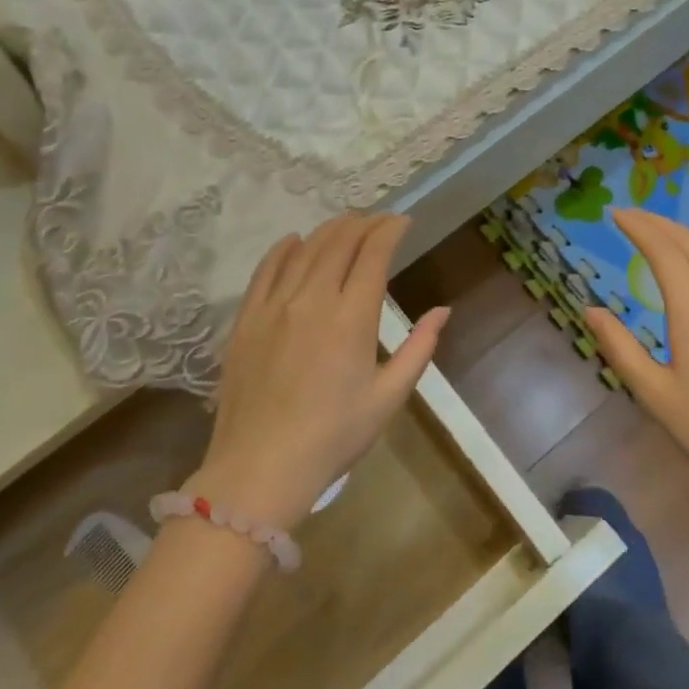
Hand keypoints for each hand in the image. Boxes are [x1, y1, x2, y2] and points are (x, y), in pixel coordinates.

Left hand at [188, 215, 447, 533]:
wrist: (261, 467)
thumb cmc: (334, 437)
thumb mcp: (389, 397)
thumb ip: (419, 348)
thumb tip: (442, 311)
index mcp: (351, 317)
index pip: (373, 254)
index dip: (390, 230)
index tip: (403, 221)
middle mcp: (312, 299)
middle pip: (339, 242)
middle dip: (363, 224)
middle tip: (378, 221)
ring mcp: (274, 306)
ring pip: (304, 249)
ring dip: (328, 230)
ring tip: (346, 225)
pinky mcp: (246, 319)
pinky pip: (265, 270)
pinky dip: (283, 249)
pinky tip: (294, 241)